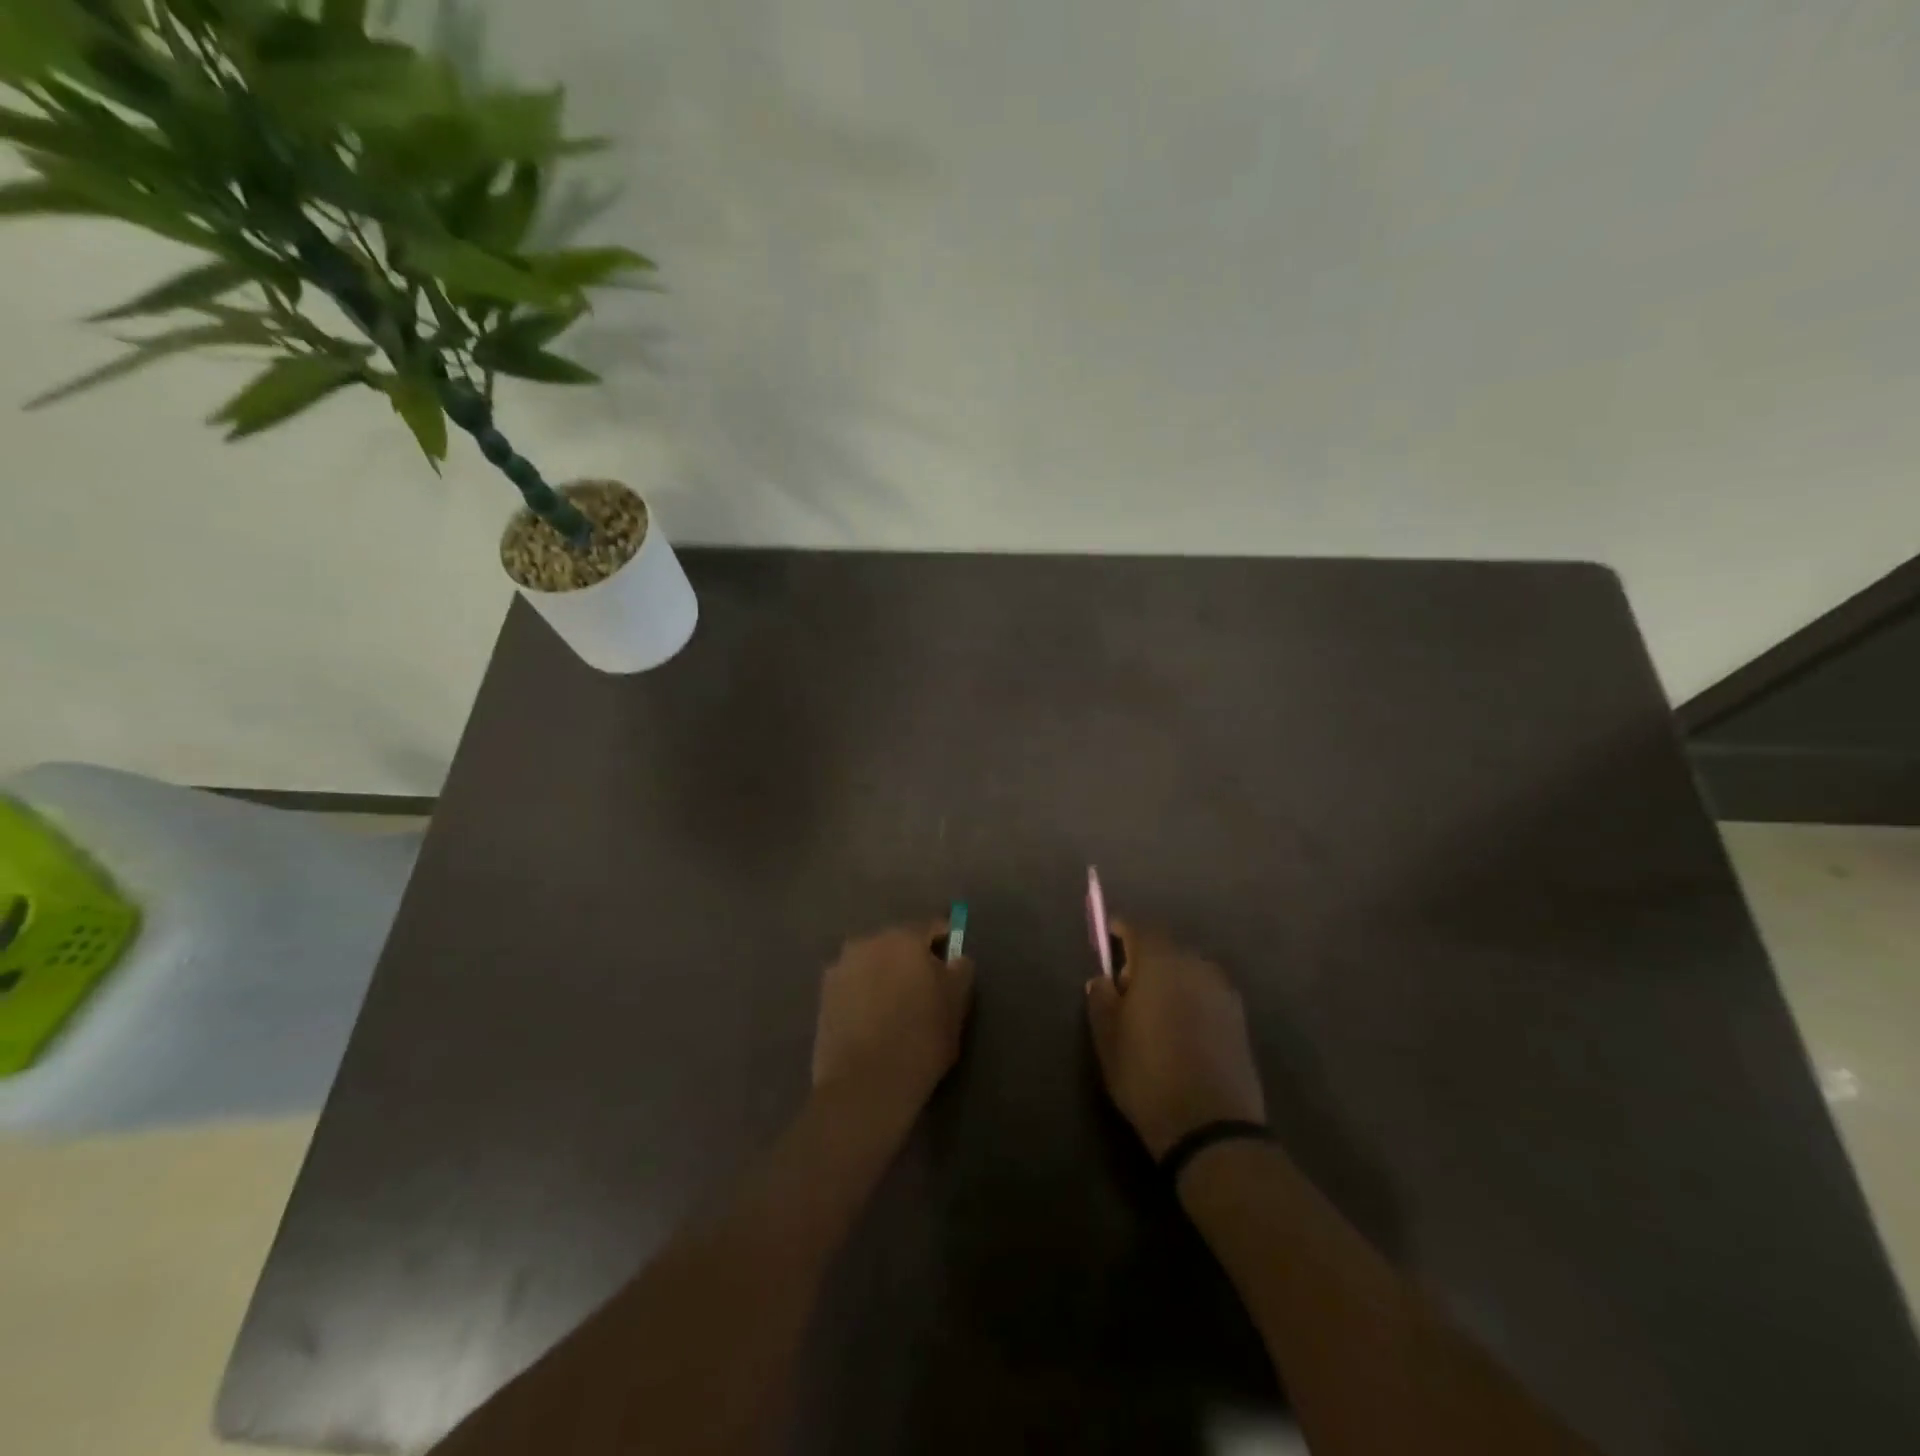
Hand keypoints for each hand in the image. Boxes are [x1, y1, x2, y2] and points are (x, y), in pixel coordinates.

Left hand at [812, 922, 973, 1120]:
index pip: (932, 928)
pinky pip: (853, 984)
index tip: (951, 966)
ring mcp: (840, 967)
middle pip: (898, 943)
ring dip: (884, 975)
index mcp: (903, 938)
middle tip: (924, 990)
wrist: (864, 1085)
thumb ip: (960, 971)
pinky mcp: (823, 995)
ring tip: (895, 1008)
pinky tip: (871, 1021)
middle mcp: (867, 942)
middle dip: (911, 960)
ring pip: (872, 963)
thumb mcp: (956, 1005)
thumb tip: (955, 959)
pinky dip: (863, 993)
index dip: (945, 944)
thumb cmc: (920, 1040)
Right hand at [1085, 922, 1265, 1158]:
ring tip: (1153, 1009)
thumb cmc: (1147, 1075)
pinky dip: (1190, 996)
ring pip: (1189, 969)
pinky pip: (1206, 992)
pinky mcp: (1239, 1018)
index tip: (1109, 935)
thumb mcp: (1108, 1038)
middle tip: (1125, 985)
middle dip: (1145, 956)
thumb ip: (1101, 1000)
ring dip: (1170, 977)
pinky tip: (1180, 1026)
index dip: (1122, 929)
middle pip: (1167, 947)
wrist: (1211, 1126)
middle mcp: (1195, 966)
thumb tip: (1103, 979)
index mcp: (1160, 963)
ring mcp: (1222, 991)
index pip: (1140, 929)